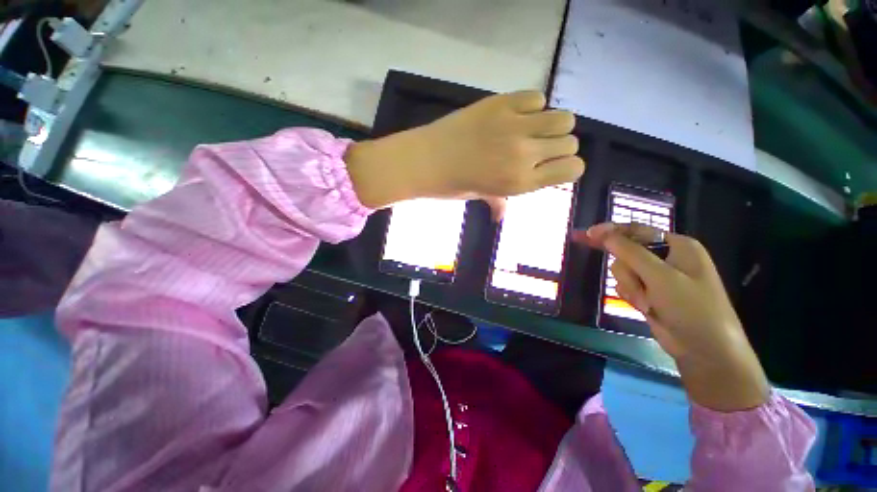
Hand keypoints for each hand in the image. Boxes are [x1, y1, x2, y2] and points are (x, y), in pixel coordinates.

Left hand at [346, 91, 584, 218]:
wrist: (425, 160)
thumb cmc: (452, 185)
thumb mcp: (479, 197)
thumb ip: (498, 203)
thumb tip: (500, 216)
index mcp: (521, 183)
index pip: (573, 169)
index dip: (567, 167)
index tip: (553, 166)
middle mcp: (525, 155)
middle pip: (571, 141)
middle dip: (559, 146)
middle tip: (539, 147)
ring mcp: (515, 126)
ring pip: (563, 117)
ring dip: (552, 124)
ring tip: (533, 129)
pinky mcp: (503, 103)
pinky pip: (537, 97)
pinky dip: (532, 106)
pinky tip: (515, 115)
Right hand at [574, 223, 769, 410]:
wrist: (705, 351)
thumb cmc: (692, 308)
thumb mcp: (660, 277)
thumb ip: (630, 252)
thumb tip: (602, 233)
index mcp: (677, 246)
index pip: (636, 231)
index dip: (610, 231)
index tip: (587, 234)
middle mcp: (667, 258)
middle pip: (626, 253)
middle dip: (628, 273)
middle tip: (637, 289)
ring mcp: (657, 277)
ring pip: (623, 271)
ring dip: (631, 287)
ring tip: (648, 304)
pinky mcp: (649, 292)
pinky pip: (626, 285)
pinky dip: (631, 296)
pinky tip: (645, 308)